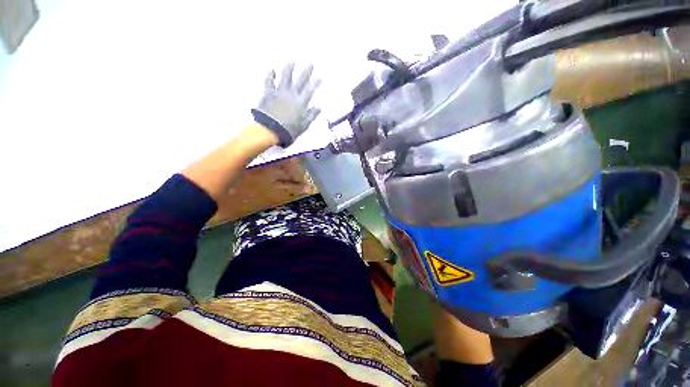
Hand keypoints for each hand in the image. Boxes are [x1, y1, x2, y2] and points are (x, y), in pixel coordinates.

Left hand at [251, 63, 320, 146]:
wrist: (270, 130)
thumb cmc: (289, 130)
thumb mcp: (304, 125)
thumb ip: (312, 115)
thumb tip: (319, 107)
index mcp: (301, 103)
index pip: (310, 90)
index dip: (315, 83)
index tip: (320, 77)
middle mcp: (291, 94)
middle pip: (300, 81)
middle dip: (306, 72)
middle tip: (311, 64)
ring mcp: (279, 92)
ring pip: (285, 77)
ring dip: (289, 69)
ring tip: (292, 61)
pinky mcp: (268, 93)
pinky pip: (269, 82)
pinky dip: (270, 76)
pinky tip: (271, 70)